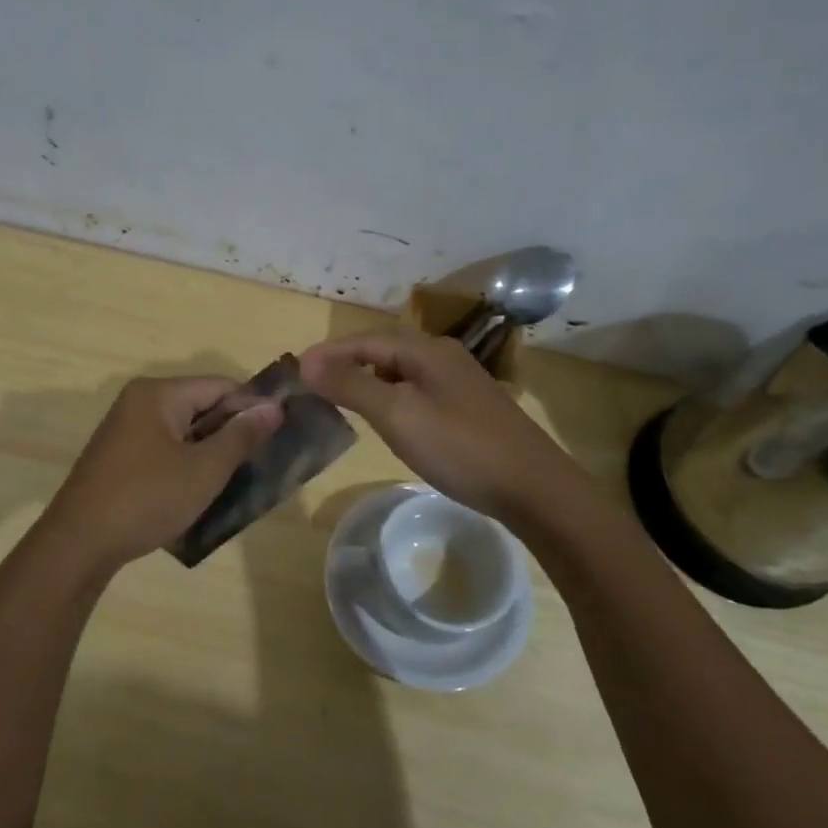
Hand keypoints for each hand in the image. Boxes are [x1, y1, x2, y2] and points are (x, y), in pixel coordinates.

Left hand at [33, 376, 282, 572]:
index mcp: (158, 394)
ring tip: (240, 479)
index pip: (220, 385)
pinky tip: (204, 490)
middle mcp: (140, 402)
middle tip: (263, 461)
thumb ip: (241, 435)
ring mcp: (127, 430)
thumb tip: (273, 407)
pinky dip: (188, 463)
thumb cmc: (146, 499)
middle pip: (202, 405)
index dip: (252, 407)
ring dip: (212, 451)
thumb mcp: (204, 469)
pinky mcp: (121, 457)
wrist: (79, 545)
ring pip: (185, 431)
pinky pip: (167, 449)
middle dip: (232, 431)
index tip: (279, 435)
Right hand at [300, 328, 578, 523]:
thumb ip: (352, 386)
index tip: (294, 370)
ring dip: (366, 379)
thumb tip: (308, 362)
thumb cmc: (460, 447)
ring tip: (337, 397)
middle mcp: (443, 356)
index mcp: (426, 350)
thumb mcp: (398, 415)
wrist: (533, 488)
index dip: (328, 353)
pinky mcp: (467, 407)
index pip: (365, 340)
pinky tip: (384, 417)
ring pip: (400, 370)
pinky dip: (389, 395)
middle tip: (311, 383)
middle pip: (383, 350)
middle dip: (345, 362)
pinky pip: (415, 390)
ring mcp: (458, 382)